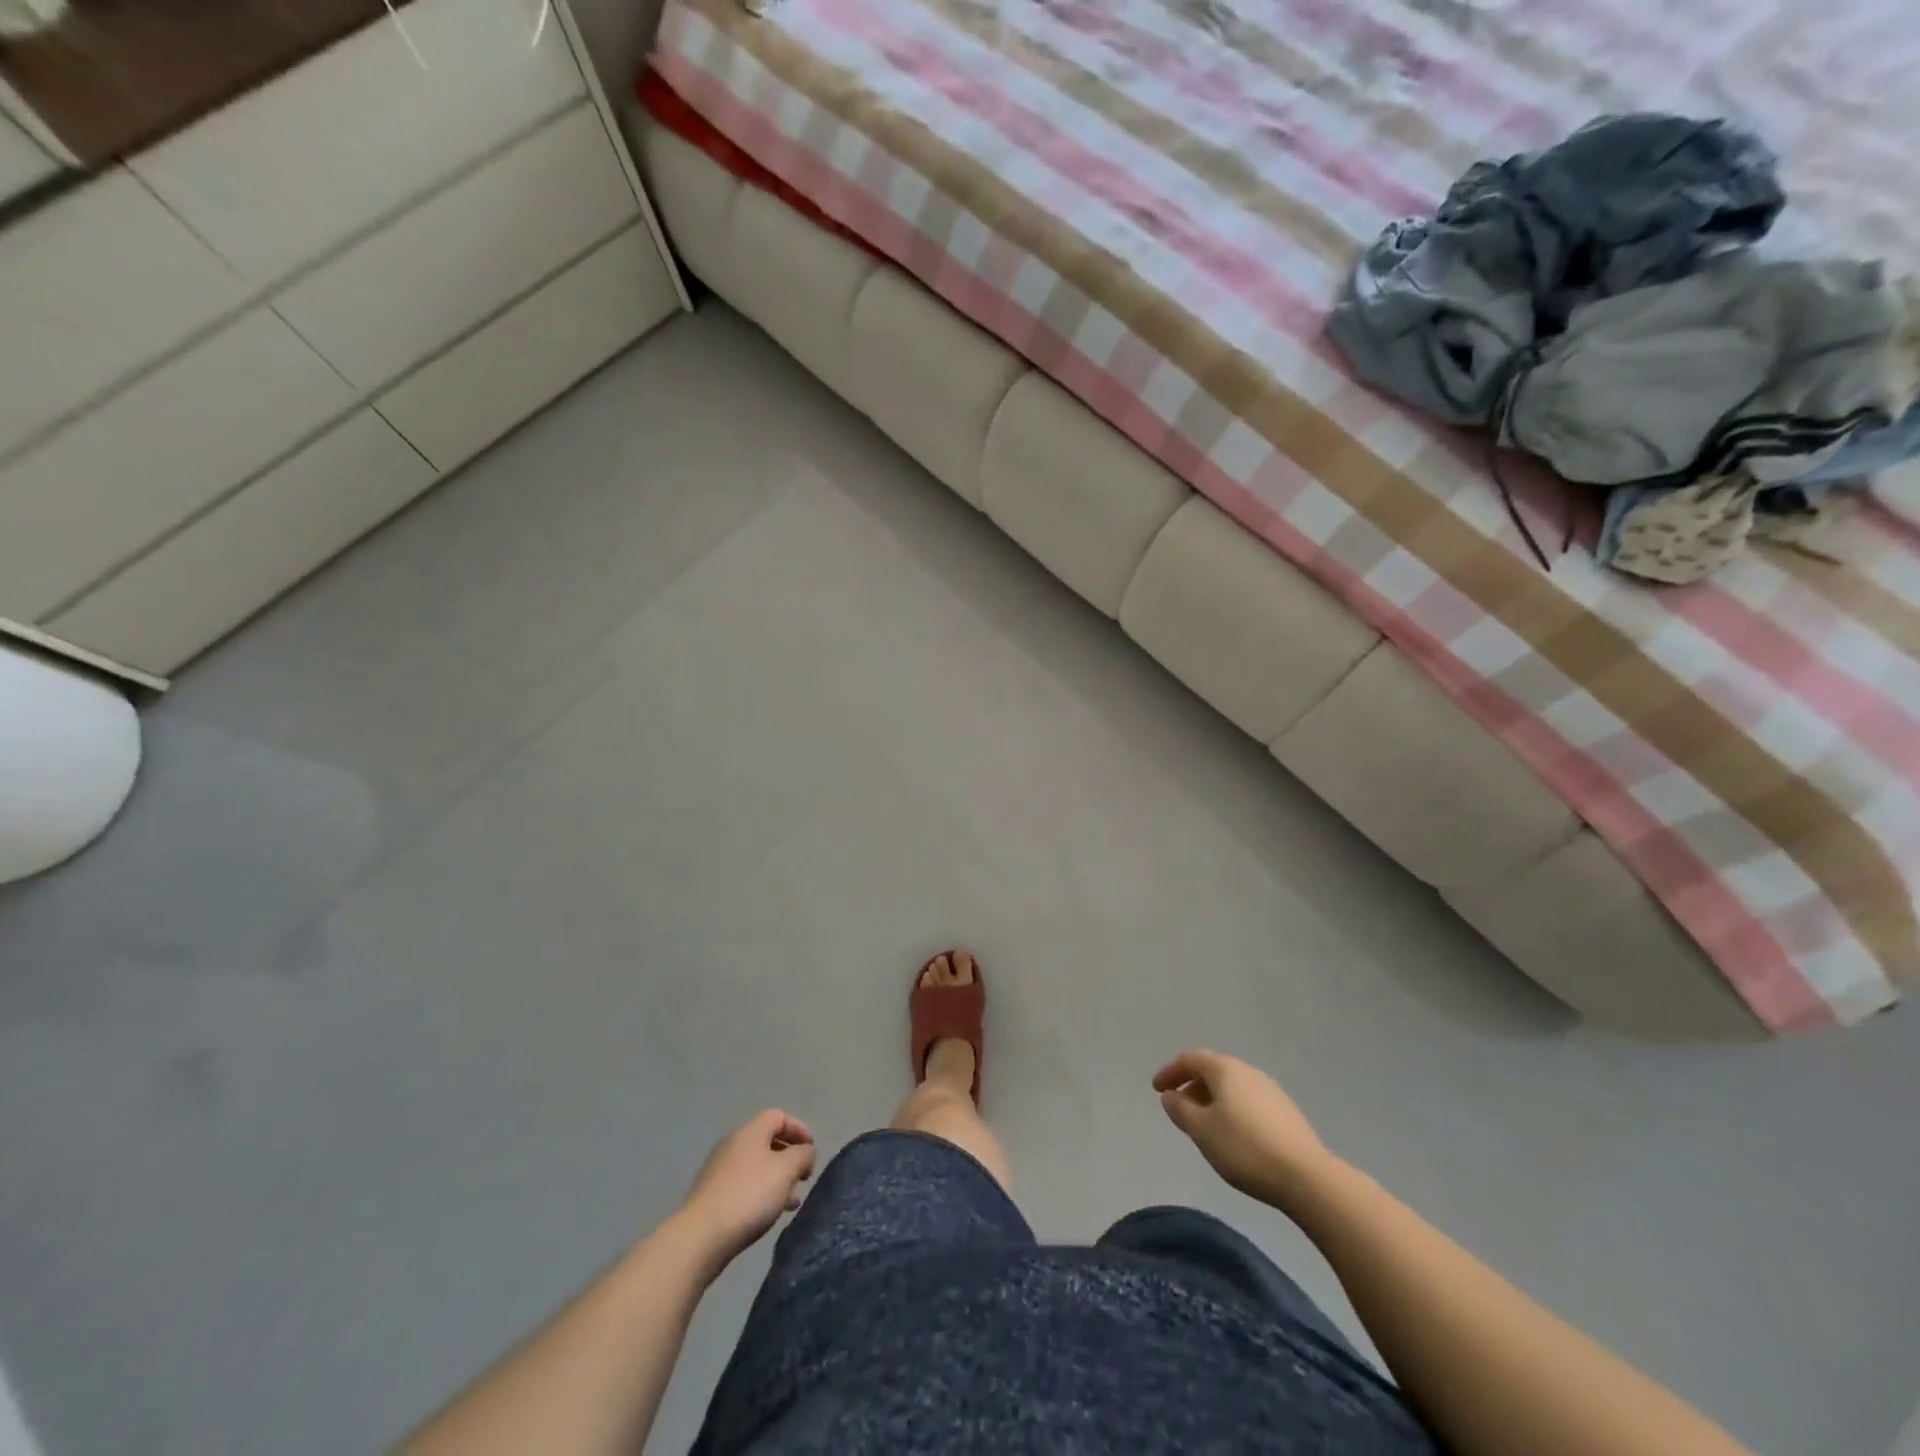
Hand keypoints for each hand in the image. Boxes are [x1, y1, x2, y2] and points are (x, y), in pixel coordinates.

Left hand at [680, 1110, 816, 1267]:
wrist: (700, 1237)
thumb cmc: (749, 1195)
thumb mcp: (786, 1171)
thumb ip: (802, 1155)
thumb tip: (806, 1151)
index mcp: (750, 1132)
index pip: (779, 1117)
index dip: (800, 1129)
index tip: (812, 1151)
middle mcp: (732, 1145)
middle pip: (767, 1142)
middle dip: (789, 1158)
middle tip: (803, 1178)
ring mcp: (719, 1171)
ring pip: (757, 1167)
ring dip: (777, 1179)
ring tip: (791, 1202)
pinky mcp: (712, 1197)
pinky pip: (744, 1186)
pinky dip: (761, 1194)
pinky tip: (769, 1214)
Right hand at [1153, 1050, 1335, 1211]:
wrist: (1306, 1177)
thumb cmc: (1244, 1148)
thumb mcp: (1201, 1130)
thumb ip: (1180, 1109)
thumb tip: (1171, 1095)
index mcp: (1225, 1069)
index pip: (1190, 1059)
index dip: (1170, 1072)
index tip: (1157, 1090)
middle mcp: (1248, 1071)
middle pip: (1212, 1070)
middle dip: (1191, 1085)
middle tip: (1179, 1108)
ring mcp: (1270, 1090)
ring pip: (1232, 1087)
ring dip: (1211, 1099)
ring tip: (1204, 1125)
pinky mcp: (1286, 1112)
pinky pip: (1248, 1101)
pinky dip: (1231, 1109)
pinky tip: (1233, 1135)